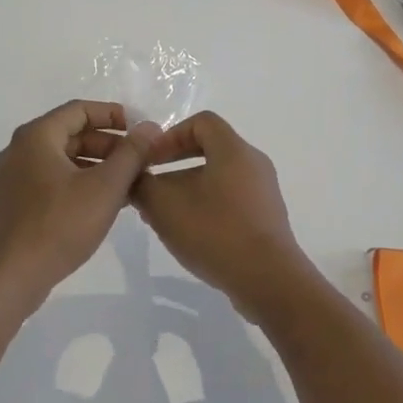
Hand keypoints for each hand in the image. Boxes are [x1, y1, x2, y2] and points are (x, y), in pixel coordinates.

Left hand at [0, 101, 160, 314]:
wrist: (7, 279)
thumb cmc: (58, 226)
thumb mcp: (105, 187)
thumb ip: (131, 154)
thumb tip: (149, 127)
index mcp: (37, 136)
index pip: (80, 110)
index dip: (113, 115)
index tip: (140, 131)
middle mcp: (20, 151)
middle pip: (71, 134)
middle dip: (109, 145)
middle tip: (139, 162)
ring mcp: (13, 179)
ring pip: (63, 161)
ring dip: (97, 167)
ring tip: (129, 186)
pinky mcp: (14, 205)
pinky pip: (52, 182)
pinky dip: (79, 185)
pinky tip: (103, 206)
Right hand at [131, 112, 313, 315]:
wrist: (268, 280)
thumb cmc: (216, 232)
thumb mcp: (165, 207)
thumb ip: (143, 186)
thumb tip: (134, 178)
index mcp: (234, 150)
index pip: (201, 122)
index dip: (171, 135)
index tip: (151, 160)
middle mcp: (253, 164)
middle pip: (210, 149)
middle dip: (175, 165)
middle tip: (151, 187)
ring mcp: (263, 192)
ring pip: (218, 177)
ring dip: (188, 189)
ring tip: (165, 216)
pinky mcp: (266, 218)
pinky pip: (231, 200)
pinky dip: (207, 207)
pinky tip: (190, 234)